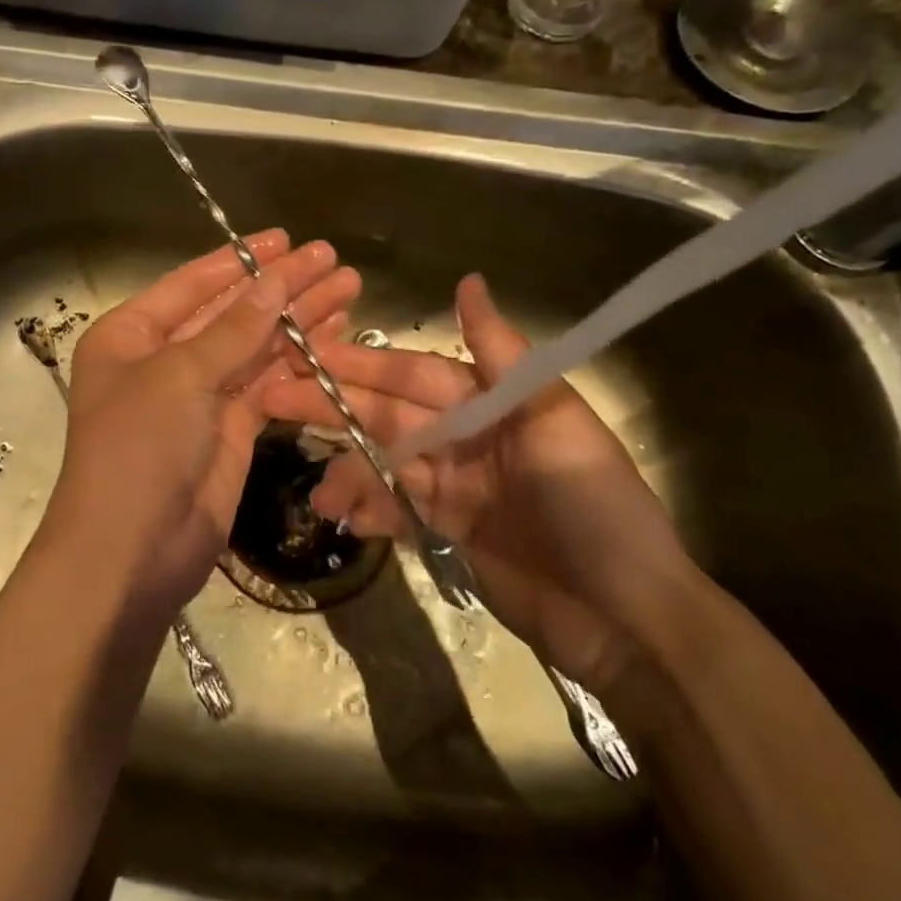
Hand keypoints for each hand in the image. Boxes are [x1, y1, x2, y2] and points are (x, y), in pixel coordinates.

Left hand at [39, 231, 360, 621]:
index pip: (194, 284)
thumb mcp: (180, 375)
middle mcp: (163, 359)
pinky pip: (268, 385)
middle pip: (231, 312)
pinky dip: (299, 363)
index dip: (242, 260)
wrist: (132, 549)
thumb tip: (276, 279)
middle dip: (281, 287)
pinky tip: (334, 337)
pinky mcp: (230, 430)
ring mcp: (199, 396)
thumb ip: (233, 328)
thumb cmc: (139, 446)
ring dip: (299, 320)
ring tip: (348, 289)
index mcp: (131, 334)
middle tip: (334, 260)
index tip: (287, 239)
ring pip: (255, 347)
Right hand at [260, 273, 695, 695]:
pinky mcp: (447, 531)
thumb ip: (502, 355)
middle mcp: (466, 436)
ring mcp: (454, 486)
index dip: (360, 364)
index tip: (306, 354)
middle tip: (272, 400)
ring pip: (383, 464)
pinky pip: (396, 510)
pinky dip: (368, 510)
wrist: (628, 619)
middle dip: (332, 408)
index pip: (412, 375)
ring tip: (317, 491)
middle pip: (387, 415)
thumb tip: (468, 281)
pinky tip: (342, 517)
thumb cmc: (594, 507)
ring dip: (347, 471)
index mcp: (491, 403)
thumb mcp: (554, 422)